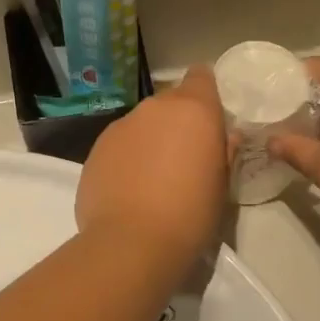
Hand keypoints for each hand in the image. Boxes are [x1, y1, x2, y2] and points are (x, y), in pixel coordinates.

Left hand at [77, 66, 228, 270]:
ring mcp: (120, 127)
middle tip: (186, 158)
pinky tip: (130, 191)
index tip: (211, 120)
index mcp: (193, 110)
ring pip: (142, 125)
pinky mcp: (95, 150)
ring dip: (151, 141)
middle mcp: (154, 108)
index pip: (202, 76)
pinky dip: (127, 160)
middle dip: (178, 123)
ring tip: (154, 180)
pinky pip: (119, 146)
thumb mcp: (222, 186)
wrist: (131, 244)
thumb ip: (223, 152)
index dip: (207, 94)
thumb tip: (224, 137)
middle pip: (170, 103)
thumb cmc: (191, 215)